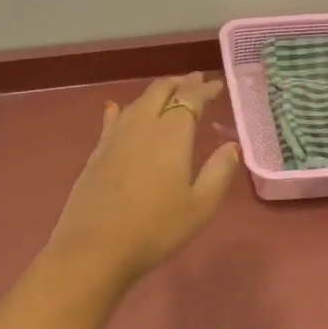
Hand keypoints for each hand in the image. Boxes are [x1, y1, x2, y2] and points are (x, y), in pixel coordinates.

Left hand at [43, 73, 240, 287]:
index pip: (190, 99)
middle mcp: (143, 125)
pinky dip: (122, 109)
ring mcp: (116, 136)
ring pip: (138, 101)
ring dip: (156, 92)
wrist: (95, 247)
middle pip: (161, 90)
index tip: (217, 85)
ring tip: (168, 92)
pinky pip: (112, 119)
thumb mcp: (200, 206)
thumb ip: (219, 172)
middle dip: (181, 82)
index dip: (205, 89)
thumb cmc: (156, 228)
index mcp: (171, 134)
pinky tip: (117, 108)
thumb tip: (232, 146)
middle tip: (196, 81)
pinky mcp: (97, 151)